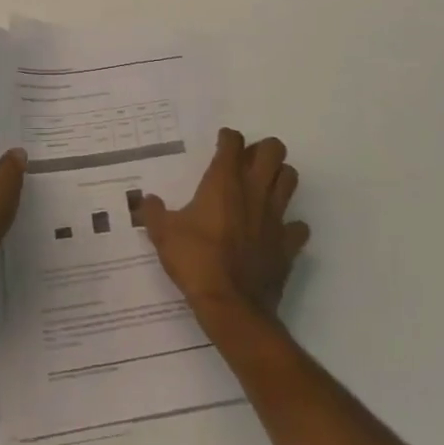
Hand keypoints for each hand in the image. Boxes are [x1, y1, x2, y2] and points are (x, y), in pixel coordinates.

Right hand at [140, 128, 309, 326]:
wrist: (231, 306)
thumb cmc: (196, 261)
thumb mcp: (164, 234)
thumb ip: (153, 212)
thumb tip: (146, 200)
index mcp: (224, 181)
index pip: (234, 142)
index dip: (228, 138)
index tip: (221, 144)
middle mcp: (254, 190)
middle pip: (274, 150)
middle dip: (263, 150)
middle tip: (247, 163)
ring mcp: (276, 216)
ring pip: (290, 179)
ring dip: (279, 178)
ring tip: (263, 188)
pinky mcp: (288, 244)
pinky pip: (298, 226)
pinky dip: (290, 225)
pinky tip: (276, 231)